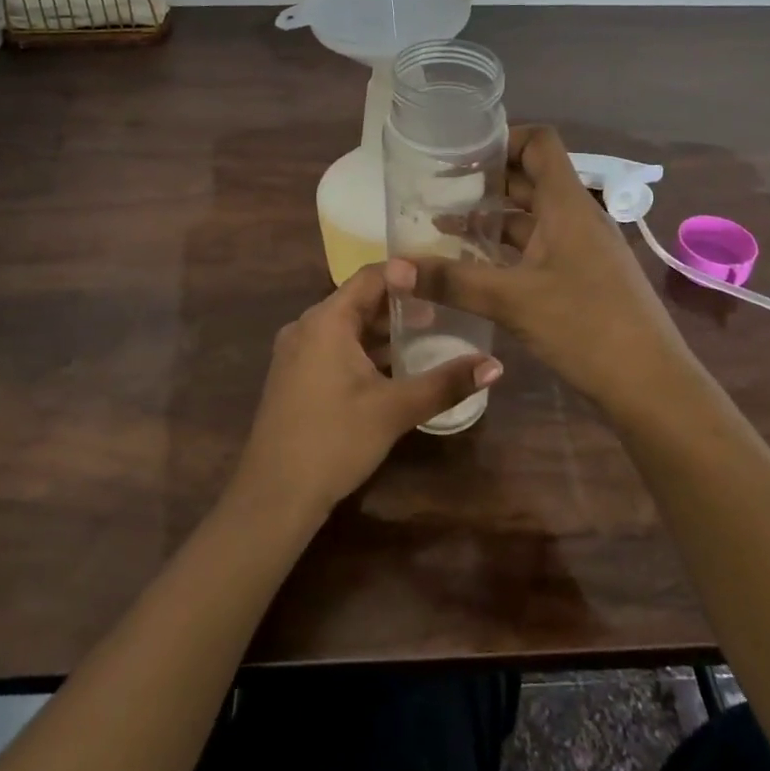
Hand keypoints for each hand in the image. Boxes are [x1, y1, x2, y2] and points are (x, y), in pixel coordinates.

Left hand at [231, 262, 502, 519]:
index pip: (371, 277)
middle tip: (445, 305)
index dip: (408, 273)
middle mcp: (306, 327)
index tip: (444, 276)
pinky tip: (394, 367)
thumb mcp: (395, 410)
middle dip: (401, 303)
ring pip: (347, 327)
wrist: (274, 497)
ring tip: (429, 334)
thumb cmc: (335, 440)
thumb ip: (445, 383)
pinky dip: (365, 350)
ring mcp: (296, 353)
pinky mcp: (295, 377)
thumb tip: (495, 364)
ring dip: (384, 330)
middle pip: (359, 300)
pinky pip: (335, 348)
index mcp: (326, 320)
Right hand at [396, 126, 694, 413]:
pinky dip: (506, 249)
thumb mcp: (512, 301)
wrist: (651, 385)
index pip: (539, 143)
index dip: (502, 138)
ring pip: (531, 217)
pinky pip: (537, 248)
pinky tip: (475, 267)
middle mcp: (576, 217)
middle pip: (530, 179)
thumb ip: (451, 281)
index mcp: (567, 204)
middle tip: (437, 188)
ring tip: (443, 225)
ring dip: (492, 218)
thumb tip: (392, 269)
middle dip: (485, 180)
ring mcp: (581, 248)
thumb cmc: (586, 327)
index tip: (460, 153)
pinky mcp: (581, 277)